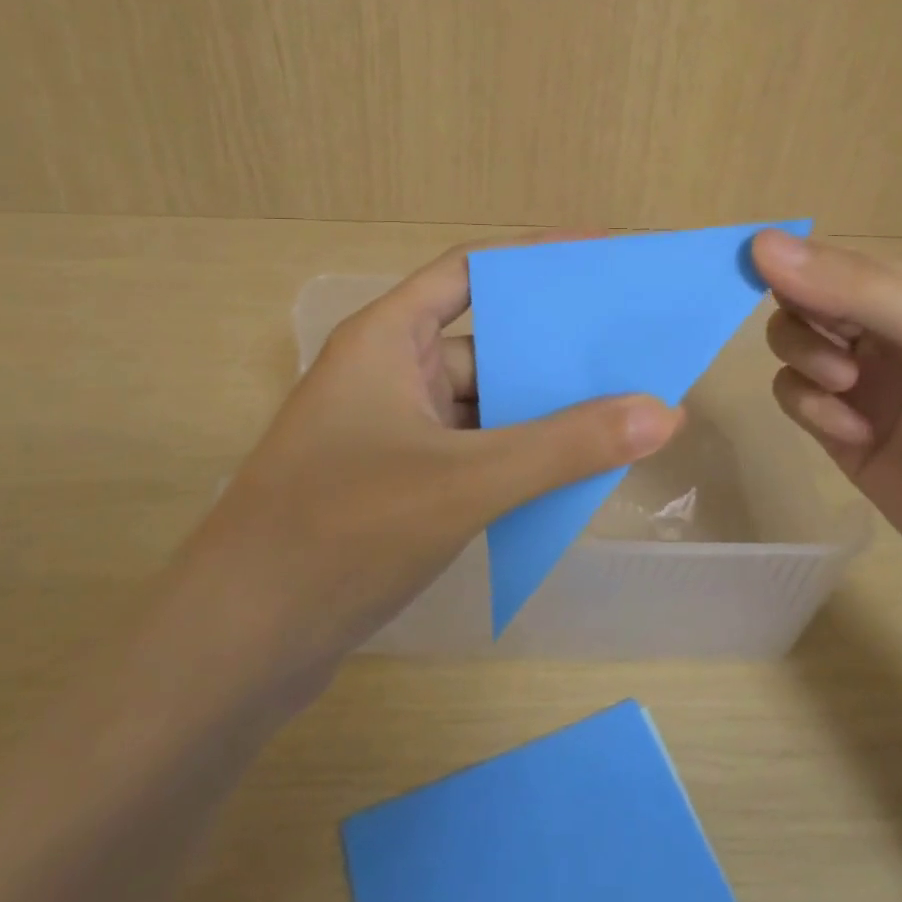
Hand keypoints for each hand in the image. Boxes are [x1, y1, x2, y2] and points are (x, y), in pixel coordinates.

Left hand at [191, 240, 681, 672]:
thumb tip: (664, 412)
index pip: (468, 270)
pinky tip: (568, 472)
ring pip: (481, 404)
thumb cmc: (342, 532)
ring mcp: (389, 431)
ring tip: (619, 409)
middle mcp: (387, 373)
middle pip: (483, 340)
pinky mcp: (395, 483)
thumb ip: (565, 446)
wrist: (238, 646)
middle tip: (628, 345)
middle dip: (551, 347)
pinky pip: (471, 450)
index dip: (535, 257)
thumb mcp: (466, 481)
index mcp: (387, 339)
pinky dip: (515, 456)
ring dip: (538, 411)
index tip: (602, 254)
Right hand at [751, 231, 901, 614]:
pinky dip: (810, 407)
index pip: (840, 262)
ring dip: (803, 357)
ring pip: (792, 347)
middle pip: (807, 302)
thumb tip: (758, 243)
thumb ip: (859, 290)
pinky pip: (796, 400)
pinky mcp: (843, 438)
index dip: (798, 261)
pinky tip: (851, 433)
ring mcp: (865, 389)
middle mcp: (890, 338)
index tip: (758, 265)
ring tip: (844, 387)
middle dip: (803, 316)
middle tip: (830, 344)